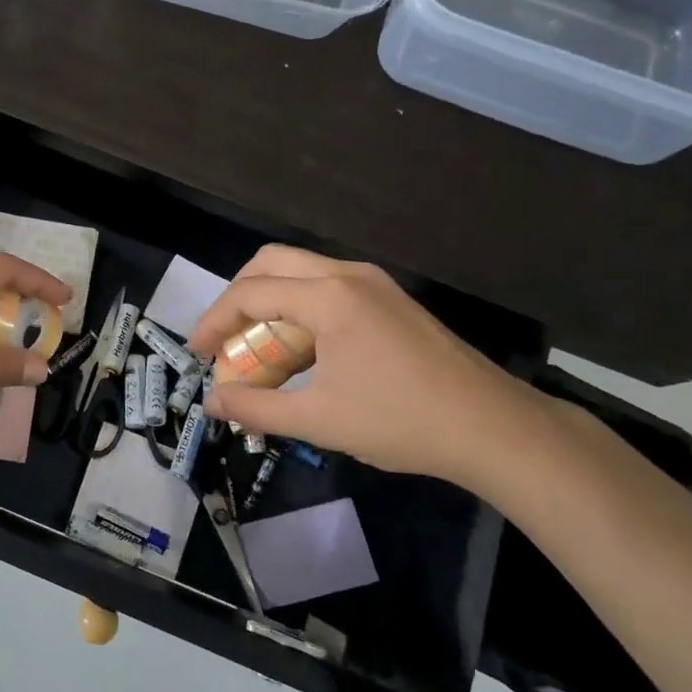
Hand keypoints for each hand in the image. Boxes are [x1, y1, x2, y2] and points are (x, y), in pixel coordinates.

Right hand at [186, 245, 557, 493]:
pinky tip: (303, 350)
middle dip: (238, 297)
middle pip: (271, 263)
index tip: (196, 353)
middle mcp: (348, 275)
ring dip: (270, 301)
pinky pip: (327, 286)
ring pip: (300, 271)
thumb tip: (212, 402)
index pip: (250, 293)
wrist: (494, 428)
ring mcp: (374, 283)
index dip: (214, 321)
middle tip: (225, 338)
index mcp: (328, 297)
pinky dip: (299, 307)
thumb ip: (258, 408)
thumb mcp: (319, 420)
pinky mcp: (390, 299)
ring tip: (260, 347)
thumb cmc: (401, 421)